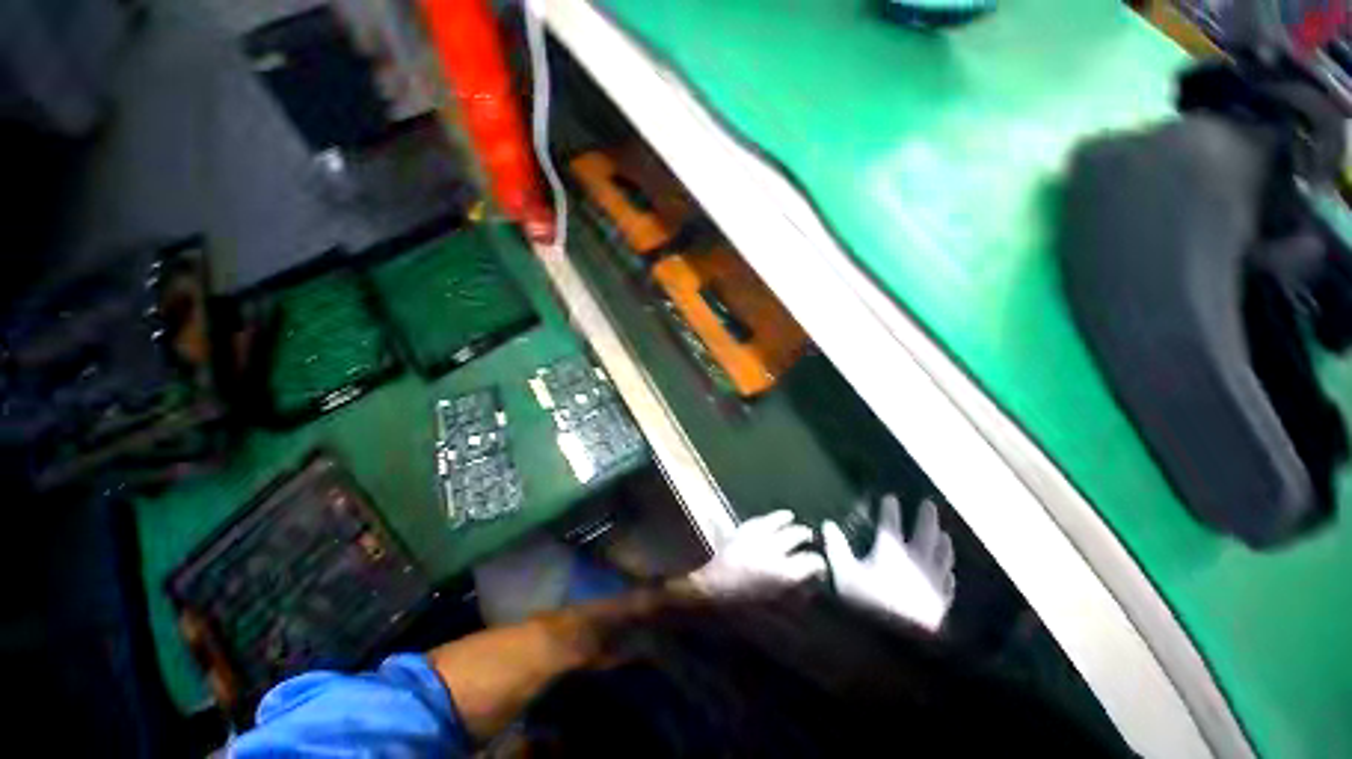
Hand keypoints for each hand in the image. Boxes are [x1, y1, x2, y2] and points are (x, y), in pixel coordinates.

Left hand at [687, 510, 826, 596]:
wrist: (712, 590)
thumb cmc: (744, 607)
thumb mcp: (774, 604)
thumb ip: (793, 592)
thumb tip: (807, 585)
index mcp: (783, 572)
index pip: (812, 561)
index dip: (820, 564)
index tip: (821, 568)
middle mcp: (773, 549)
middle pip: (796, 534)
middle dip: (805, 535)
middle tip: (809, 538)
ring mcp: (757, 536)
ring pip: (778, 520)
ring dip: (787, 520)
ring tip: (791, 519)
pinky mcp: (742, 530)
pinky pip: (760, 519)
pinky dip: (768, 519)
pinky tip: (770, 520)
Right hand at [823, 495, 955, 631]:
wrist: (900, 643)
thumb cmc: (868, 604)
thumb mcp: (844, 574)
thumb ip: (836, 547)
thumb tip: (827, 524)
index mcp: (891, 551)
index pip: (891, 523)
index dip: (890, 509)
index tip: (890, 498)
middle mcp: (916, 560)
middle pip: (925, 533)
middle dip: (926, 517)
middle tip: (929, 504)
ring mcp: (933, 581)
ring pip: (941, 556)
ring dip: (942, 542)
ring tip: (945, 533)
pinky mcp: (941, 602)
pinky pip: (948, 583)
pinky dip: (948, 573)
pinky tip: (949, 573)